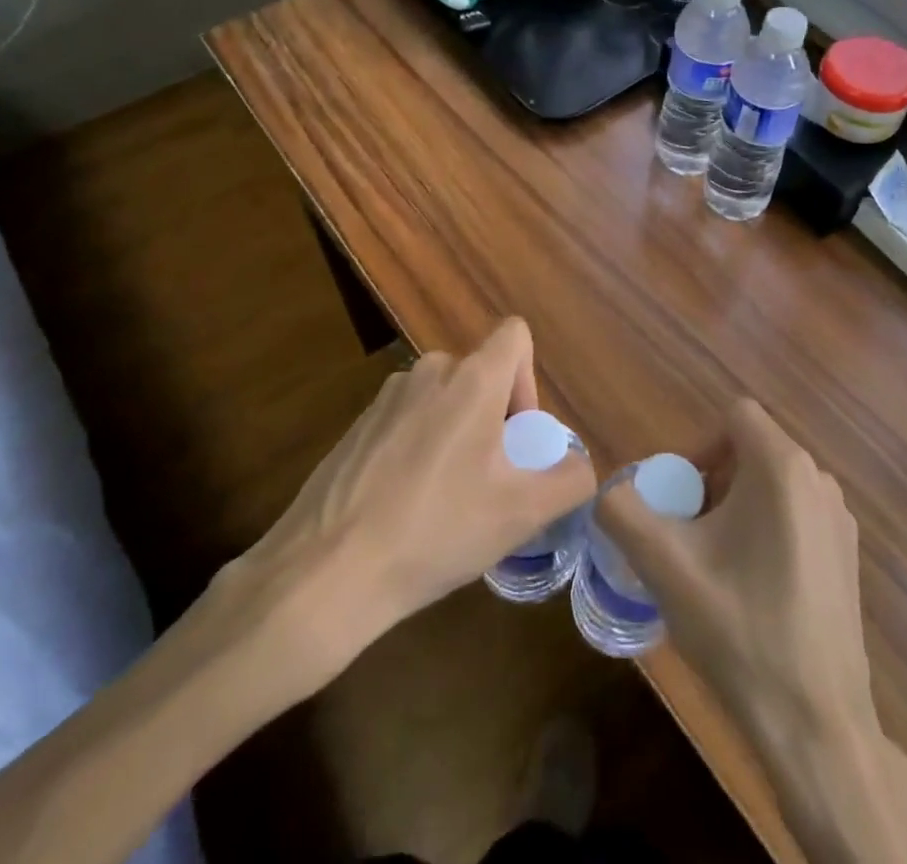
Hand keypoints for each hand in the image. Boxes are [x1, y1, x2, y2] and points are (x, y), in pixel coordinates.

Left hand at [208, 318, 596, 714]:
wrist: (327, 572)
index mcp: (472, 379)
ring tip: (446, 498)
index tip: (518, 436)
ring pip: (443, 398)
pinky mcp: (356, 425)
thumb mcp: (521, 513)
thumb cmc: (437, 530)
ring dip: (456, 432)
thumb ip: (569, 480)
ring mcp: (386, 396)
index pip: (516, 335)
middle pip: (480, 373)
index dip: (529, 379)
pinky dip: (419, 446)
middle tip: (488, 479)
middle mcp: (428, 371)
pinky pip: (407, 419)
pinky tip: (404, 505)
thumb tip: (579, 466)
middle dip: (494, 417)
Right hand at [598, 398, 872, 743]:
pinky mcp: (848, 555)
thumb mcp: (664, 566)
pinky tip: (751, 588)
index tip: (679, 498)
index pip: (733, 416)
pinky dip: (765, 529)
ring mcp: (839, 519)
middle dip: (712, 481)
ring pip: (772, 484)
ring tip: (713, 563)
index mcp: (783, 466)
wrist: (816, 725)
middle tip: (687, 533)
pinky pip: (796, 514)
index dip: (697, 444)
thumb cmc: (740, 630)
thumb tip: (608, 492)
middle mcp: (819, 479)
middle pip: (751, 449)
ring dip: (735, 507)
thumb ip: (622, 512)